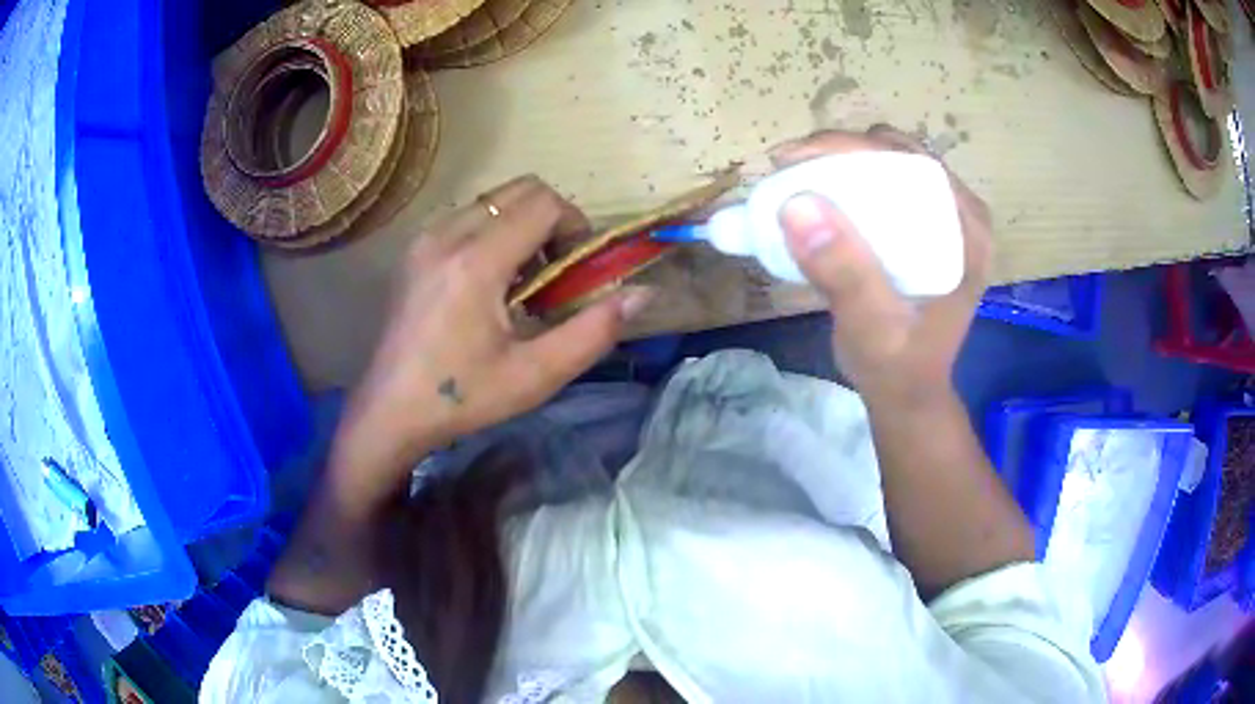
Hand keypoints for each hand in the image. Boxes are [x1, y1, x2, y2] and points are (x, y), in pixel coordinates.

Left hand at [329, 176, 651, 508]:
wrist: (390, 411)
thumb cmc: (463, 398)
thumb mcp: (536, 375)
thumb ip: (594, 331)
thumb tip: (641, 293)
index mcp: (476, 262)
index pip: (543, 203)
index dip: (574, 226)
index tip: (577, 270)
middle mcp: (447, 235)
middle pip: (520, 189)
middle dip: (552, 220)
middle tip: (555, 272)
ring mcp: (425, 238)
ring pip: (493, 200)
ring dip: (522, 225)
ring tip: (521, 280)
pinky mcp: (414, 249)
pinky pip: (468, 215)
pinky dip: (494, 232)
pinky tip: (489, 282)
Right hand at [771, 125, 992, 403]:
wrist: (907, 393)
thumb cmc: (896, 366)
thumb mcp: (872, 328)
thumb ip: (844, 274)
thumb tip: (797, 205)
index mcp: (967, 232)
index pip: (911, 163)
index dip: (851, 147)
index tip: (795, 157)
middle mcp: (960, 215)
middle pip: (898, 155)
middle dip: (841, 152)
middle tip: (791, 169)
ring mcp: (943, 219)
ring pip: (888, 164)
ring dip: (841, 163)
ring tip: (797, 178)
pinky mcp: (922, 229)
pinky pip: (884, 186)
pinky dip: (847, 182)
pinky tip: (819, 194)